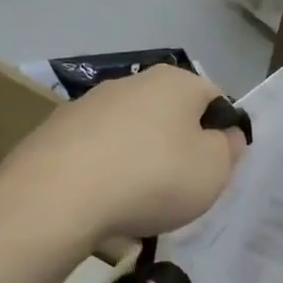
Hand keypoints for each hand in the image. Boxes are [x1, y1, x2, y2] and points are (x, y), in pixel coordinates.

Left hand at [2, 65, 247, 242]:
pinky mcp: (54, 131)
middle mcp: (131, 81)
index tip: (215, 168)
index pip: (214, 98)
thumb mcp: (214, 170)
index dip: (221, 133)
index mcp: (176, 81)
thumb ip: (229, 148)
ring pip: (130, 132)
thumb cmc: (153, 177)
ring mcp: (88, 104)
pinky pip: (95, 152)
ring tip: (136, 201)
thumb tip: (226, 134)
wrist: (58, 197)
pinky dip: (104, 172)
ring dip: (139, 159)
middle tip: (179, 188)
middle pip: (169, 114)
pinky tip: (101, 202)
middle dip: (177, 146)